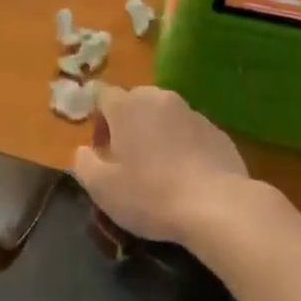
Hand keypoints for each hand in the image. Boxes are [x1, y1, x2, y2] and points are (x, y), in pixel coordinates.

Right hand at [72, 86, 251, 244]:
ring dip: (156, 134)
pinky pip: (190, 131)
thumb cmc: (151, 195)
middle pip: (135, 101)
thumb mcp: (103, 189)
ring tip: (159, 170)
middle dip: (127, 125)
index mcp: (127, 106)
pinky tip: (186, 177)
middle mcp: (159, 98)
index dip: (98, 121)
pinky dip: (183, 145)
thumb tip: (83, 151)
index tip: (102, 151)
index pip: (102, 95)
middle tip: (128, 161)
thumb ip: (84, 164)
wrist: (217, 205)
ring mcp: (191, 111)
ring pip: (164, 115)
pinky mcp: (216, 130)